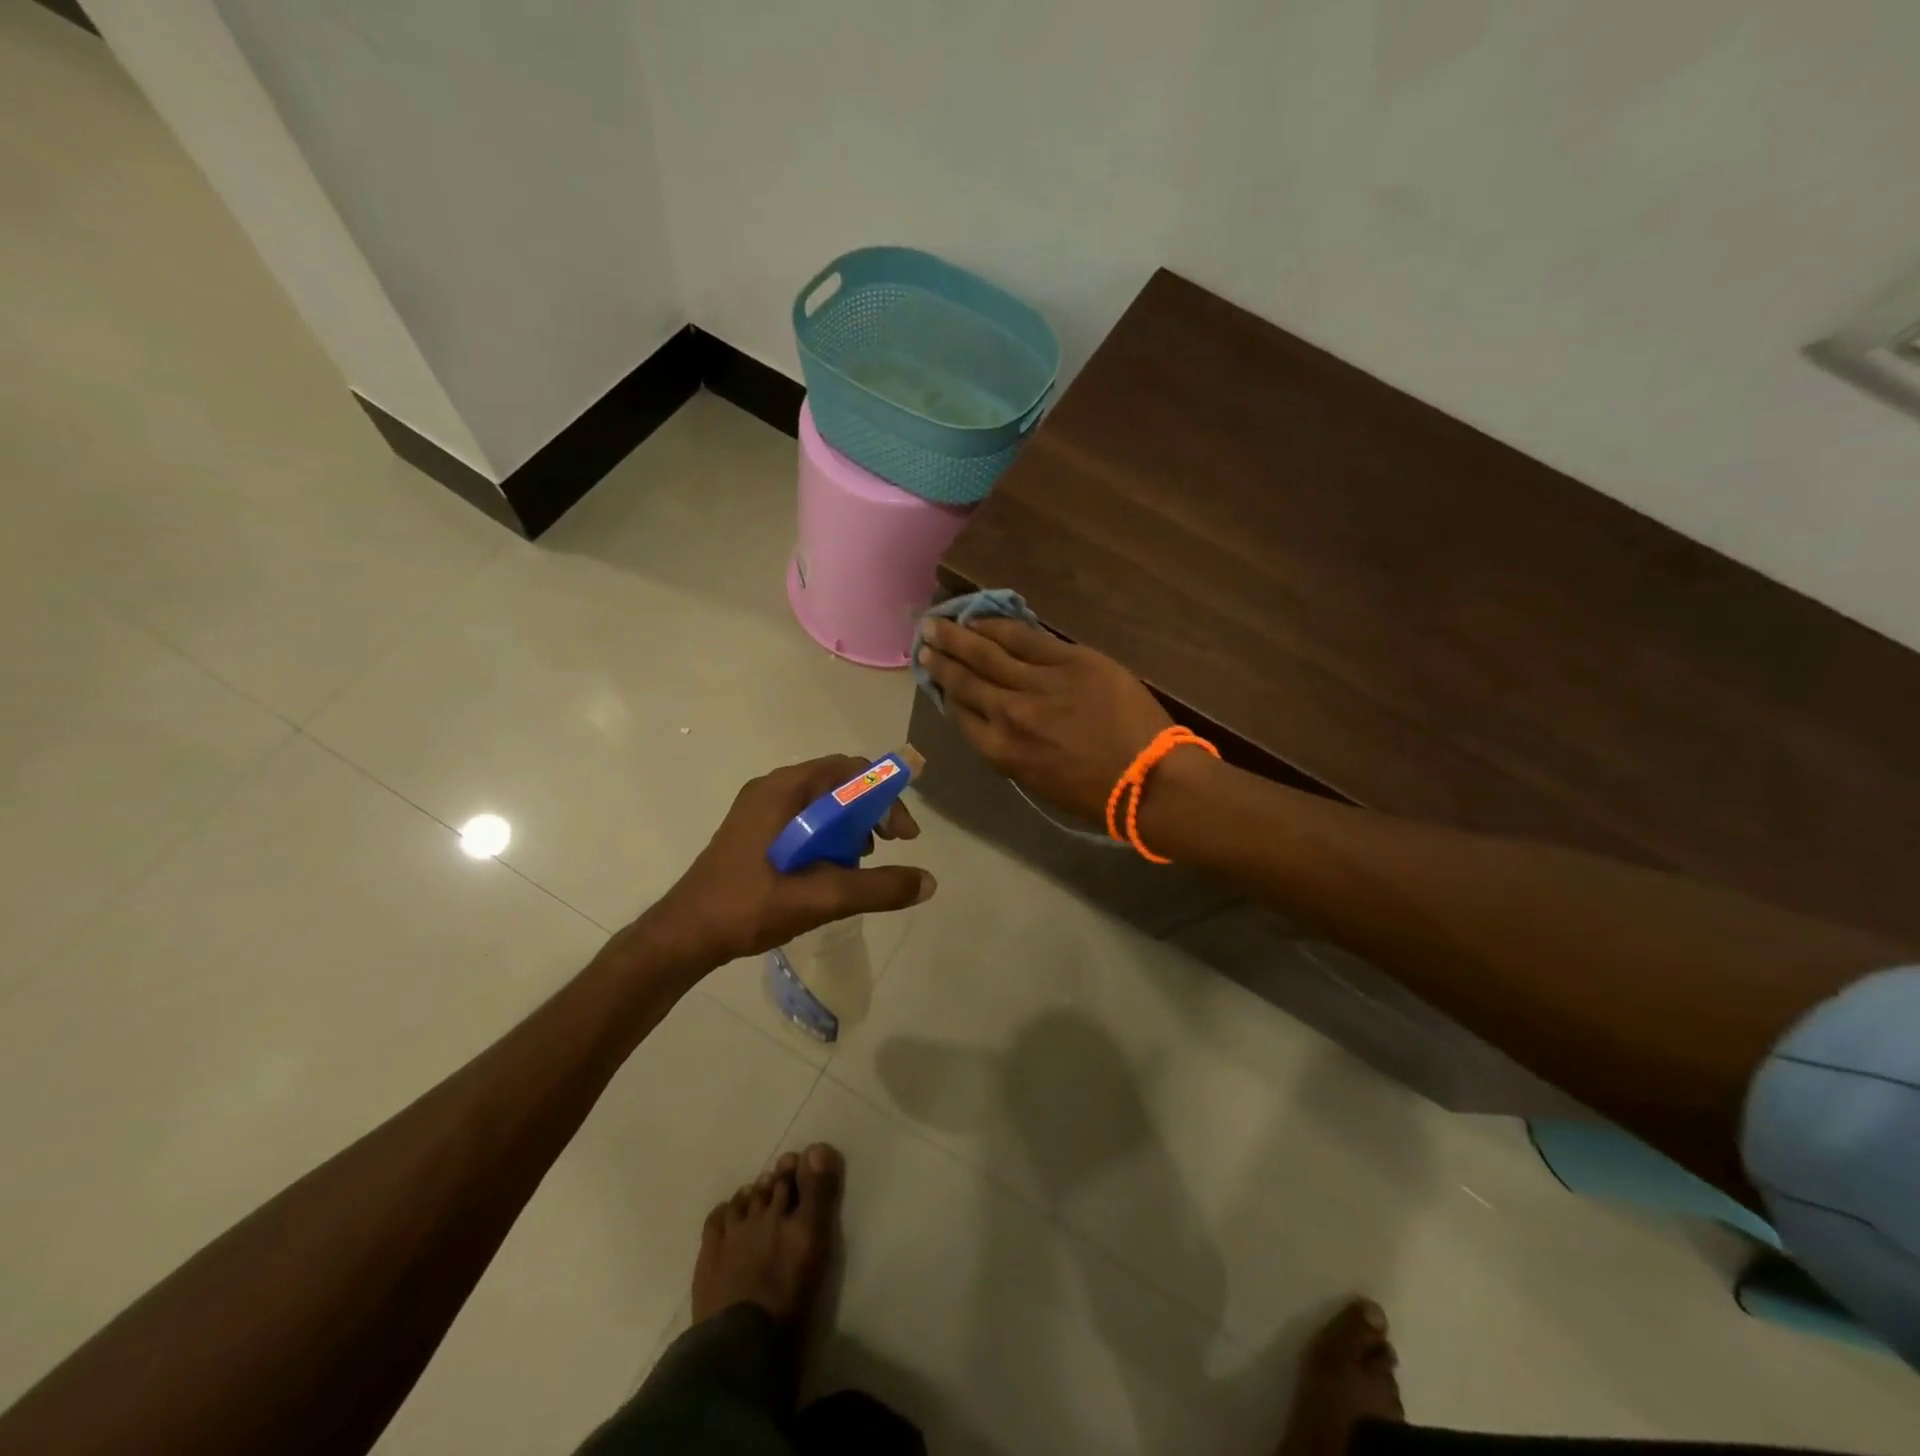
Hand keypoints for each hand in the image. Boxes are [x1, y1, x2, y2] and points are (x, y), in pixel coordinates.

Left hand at [640, 756, 934, 970]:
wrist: (685, 935)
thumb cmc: (749, 906)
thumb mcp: (821, 898)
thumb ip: (877, 888)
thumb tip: (929, 882)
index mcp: (783, 791)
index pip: (849, 770)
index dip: (885, 795)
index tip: (903, 835)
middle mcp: (771, 789)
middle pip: (836, 783)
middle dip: (870, 810)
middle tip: (888, 845)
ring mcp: (759, 810)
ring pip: (820, 802)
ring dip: (850, 824)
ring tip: (861, 861)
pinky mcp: (754, 831)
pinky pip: (803, 818)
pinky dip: (827, 834)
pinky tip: (831, 869)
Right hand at [917, 616, 1172, 821]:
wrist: (1150, 779)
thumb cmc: (1098, 795)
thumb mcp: (1040, 783)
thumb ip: (1012, 750)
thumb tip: (997, 722)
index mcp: (1002, 751)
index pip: (962, 715)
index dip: (946, 694)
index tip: (936, 678)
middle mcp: (1010, 714)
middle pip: (966, 680)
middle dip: (941, 659)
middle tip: (923, 641)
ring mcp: (1039, 683)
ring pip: (987, 653)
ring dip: (959, 637)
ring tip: (938, 624)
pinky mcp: (1069, 660)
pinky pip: (1024, 637)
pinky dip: (997, 626)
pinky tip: (980, 618)